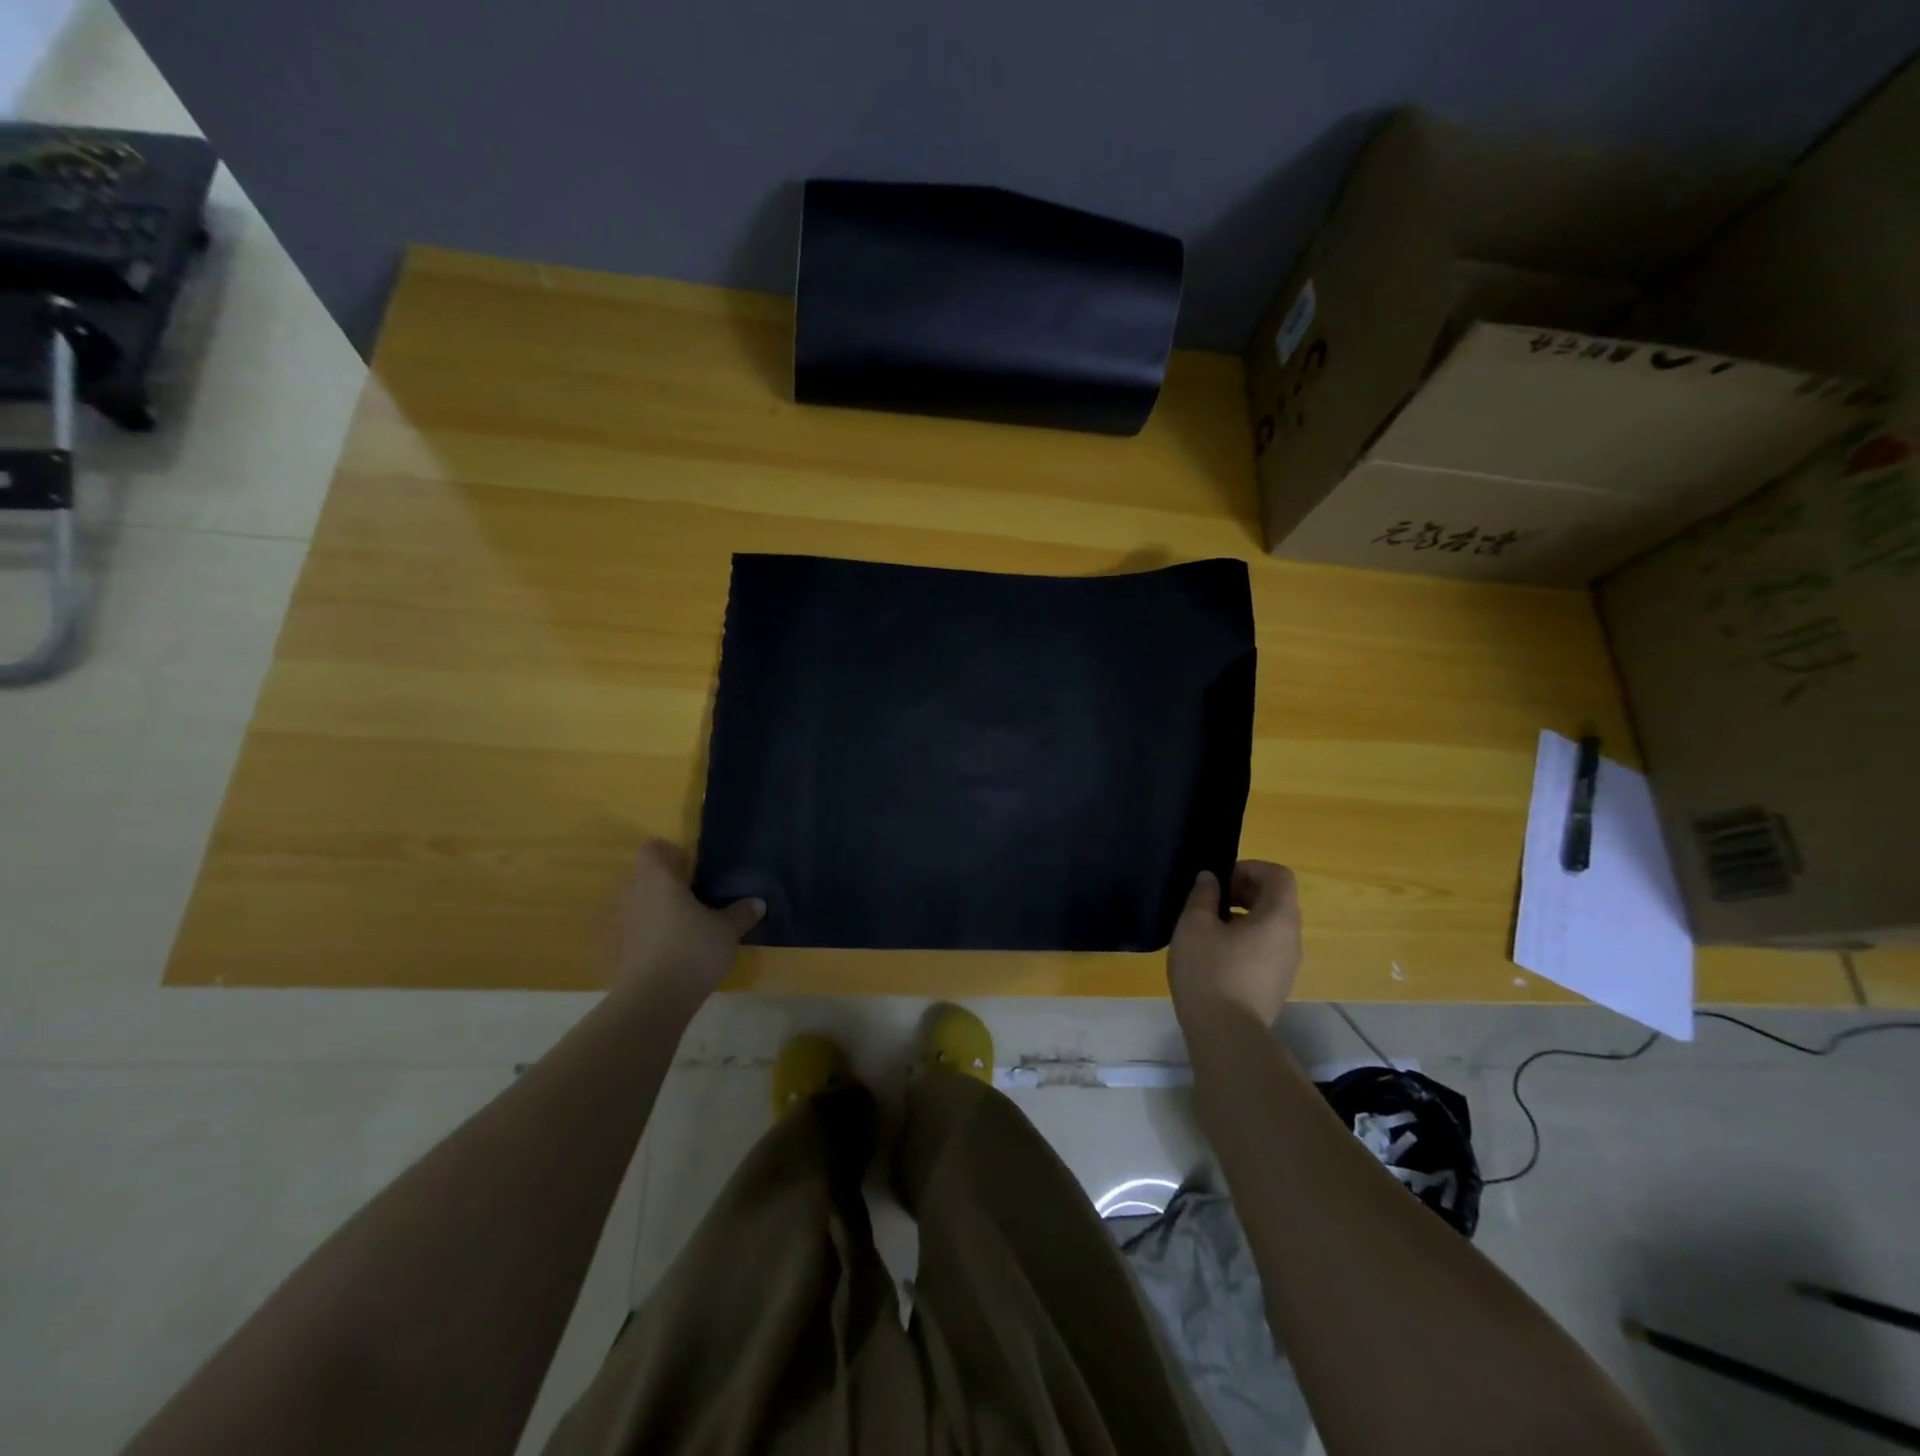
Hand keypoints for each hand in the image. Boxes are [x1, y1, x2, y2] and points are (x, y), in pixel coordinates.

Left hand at [612, 839, 763, 1010]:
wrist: (652, 1001)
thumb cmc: (691, 949)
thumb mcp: (727, 930)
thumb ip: (741, 913)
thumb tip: (757, 902)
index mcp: (658, 880)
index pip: (652, 849)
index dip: (670, 852)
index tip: (691, 866)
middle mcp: (634, 896)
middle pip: (644, 877)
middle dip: (666, 883)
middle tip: (695, 894)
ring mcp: (623, 925)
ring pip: (639, 905)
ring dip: (658, 910)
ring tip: (686, 924)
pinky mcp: (621, 952)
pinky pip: (637, 932)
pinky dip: (652, 935)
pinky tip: (675, 950)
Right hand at [1167, 861, 1302, 1027]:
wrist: (1227, 1036)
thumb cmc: (1210, 972)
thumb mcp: (1194, 925)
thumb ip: (1203, 895)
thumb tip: (1210, 879)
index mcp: (1279, 918)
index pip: (1279, 875)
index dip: (1250, 868)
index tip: (1220, 880)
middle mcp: (1292, 938)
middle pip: (1277, 900)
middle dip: (1244, 891)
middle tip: (1211, 900)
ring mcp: (1288, 965)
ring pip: (1271, 926)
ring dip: (1243, 917)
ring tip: (1208, 928)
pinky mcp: (1276, 986)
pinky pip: (1266, 949)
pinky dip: (1245, 940)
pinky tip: (1215, 955)